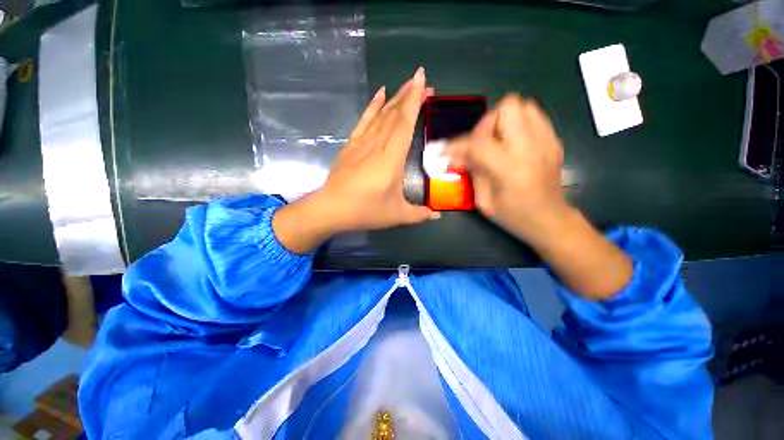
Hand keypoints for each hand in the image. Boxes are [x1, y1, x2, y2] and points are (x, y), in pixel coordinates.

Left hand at [274, 68, 437, 253]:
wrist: (332, 209)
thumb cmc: (366, 211)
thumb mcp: (397, 215)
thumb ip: (419, 214)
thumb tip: (437, 216)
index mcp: (392, 159)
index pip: (405, 123)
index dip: (414, 100)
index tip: (422, 79)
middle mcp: (378, 145)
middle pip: (395, 114)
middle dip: (409, 95)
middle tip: (422, 82)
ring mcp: (363, 143)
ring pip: (381, 114)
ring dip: (395, 98)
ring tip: (407, 84)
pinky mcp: (351, 144)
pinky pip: (364, 120)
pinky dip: (372, 106)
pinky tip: (380, 94)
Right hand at [446, 95, 631, 299]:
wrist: (553, 222)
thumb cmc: (515, 217)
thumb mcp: (482, 200)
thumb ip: (471, 172)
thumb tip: (459, 156)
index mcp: (506, 167)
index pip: (474, 141)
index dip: (455, 145)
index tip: (443, 151)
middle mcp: (527, 147)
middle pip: (507, 109)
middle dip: (488, 121)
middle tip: (481, 141)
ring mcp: (545, 141)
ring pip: (523, 107)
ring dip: (504, 120)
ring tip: (497, 141)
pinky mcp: (553, 141)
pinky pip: (535, 117)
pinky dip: (520, 123)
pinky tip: (514, 143)